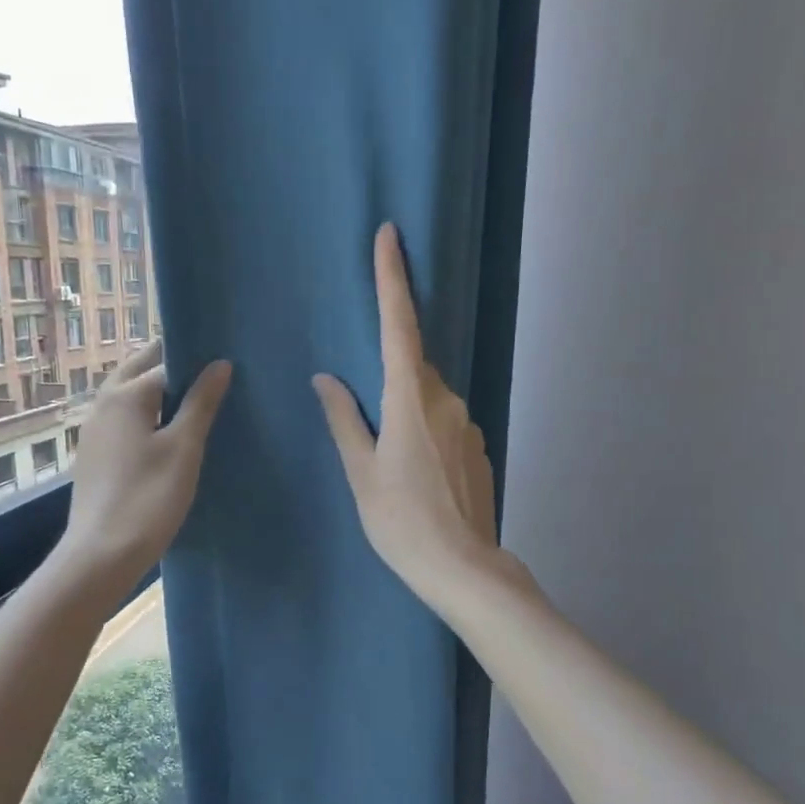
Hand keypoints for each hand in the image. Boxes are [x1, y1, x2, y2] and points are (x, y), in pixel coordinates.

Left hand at [56, 341, 231, 601]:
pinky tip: (167, 436)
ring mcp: (94, 431)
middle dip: (171, 367)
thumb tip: (219, 364)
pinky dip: (146, 416)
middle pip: (140, 371)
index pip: (166, 362)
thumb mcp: (184, 448)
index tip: (224, 365)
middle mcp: (103, 403)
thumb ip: (201, 403)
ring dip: (158, 393)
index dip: (196, 362)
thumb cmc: (149, 497)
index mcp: (125, 394)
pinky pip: (123, 421)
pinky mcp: (94, 456)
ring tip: (195, 405)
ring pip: (129, 396)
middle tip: (210, 376)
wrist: (102, 554)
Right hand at [314, 223, 500, 603]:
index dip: (393, 279)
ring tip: (390, 460)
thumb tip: (327, 379)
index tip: (390, 235)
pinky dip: (424, 431)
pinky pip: (444, 422)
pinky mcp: (478, 447)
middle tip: (368, 409)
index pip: (399, 326)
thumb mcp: (362, 473)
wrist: (462, 568)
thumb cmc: (402, 522)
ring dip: (405, 408)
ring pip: (428, 397)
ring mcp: (468, 424)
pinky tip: (415, 473)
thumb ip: (345, 420)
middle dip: (390, 369)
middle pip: (413, 365)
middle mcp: (446, 400)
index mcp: (411, 400)